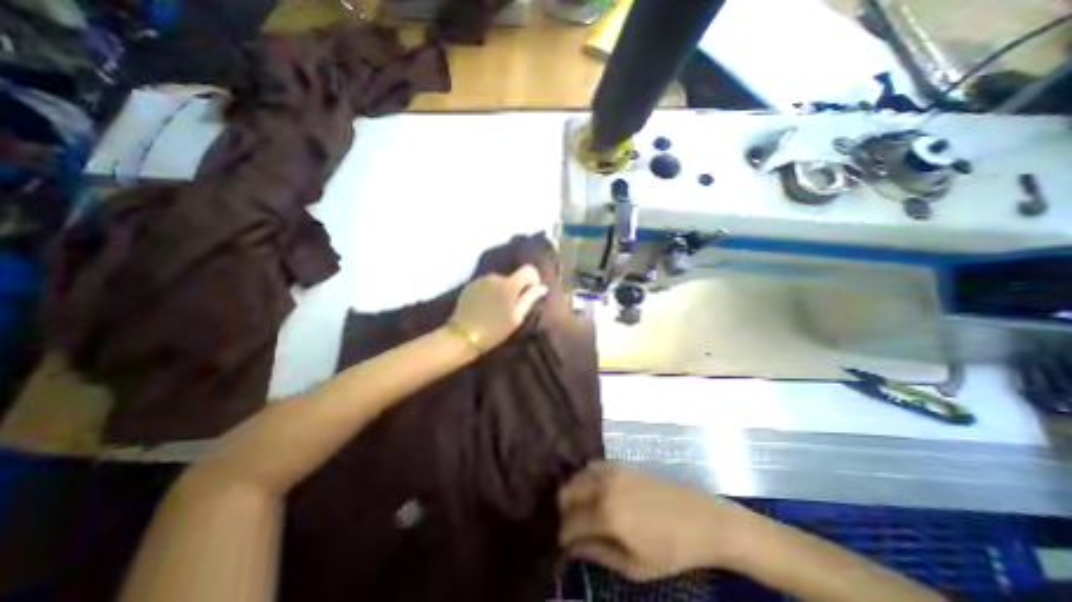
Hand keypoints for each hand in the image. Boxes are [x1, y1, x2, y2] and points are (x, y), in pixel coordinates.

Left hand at [449, 263, 546, 351]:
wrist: (463, 336)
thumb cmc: (495, 329)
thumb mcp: (516, 317)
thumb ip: (530, 299)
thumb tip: (542, 287)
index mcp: (509, 284)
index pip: (528, 269)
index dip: (533, 278)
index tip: (531, 293)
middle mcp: (495, 276)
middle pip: (513, 277)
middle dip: (516, 288)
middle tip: (512, 308)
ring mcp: (481, 280)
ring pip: (499, 281)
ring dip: (502, 290)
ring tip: (498, 309)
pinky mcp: (470, 285)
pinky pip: (487, 285)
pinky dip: (490, 292)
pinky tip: (486, 307)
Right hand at [561, 462, 750, 580]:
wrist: (703, 519)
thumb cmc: (673, 551)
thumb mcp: (636, 566)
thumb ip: (599, 554)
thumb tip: (573, 549)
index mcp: (607, 514)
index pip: (570, 522)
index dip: (563, 537)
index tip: (564, 547)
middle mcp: (604, 486)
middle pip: (567, 491)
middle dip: (564, 512)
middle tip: (573, 529)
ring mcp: (613, 471)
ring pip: (577, 475)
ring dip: (574, 493)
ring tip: (584, 511)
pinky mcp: (621, 464)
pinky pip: (593, 466)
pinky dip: (586, 478)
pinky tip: (597, 492)